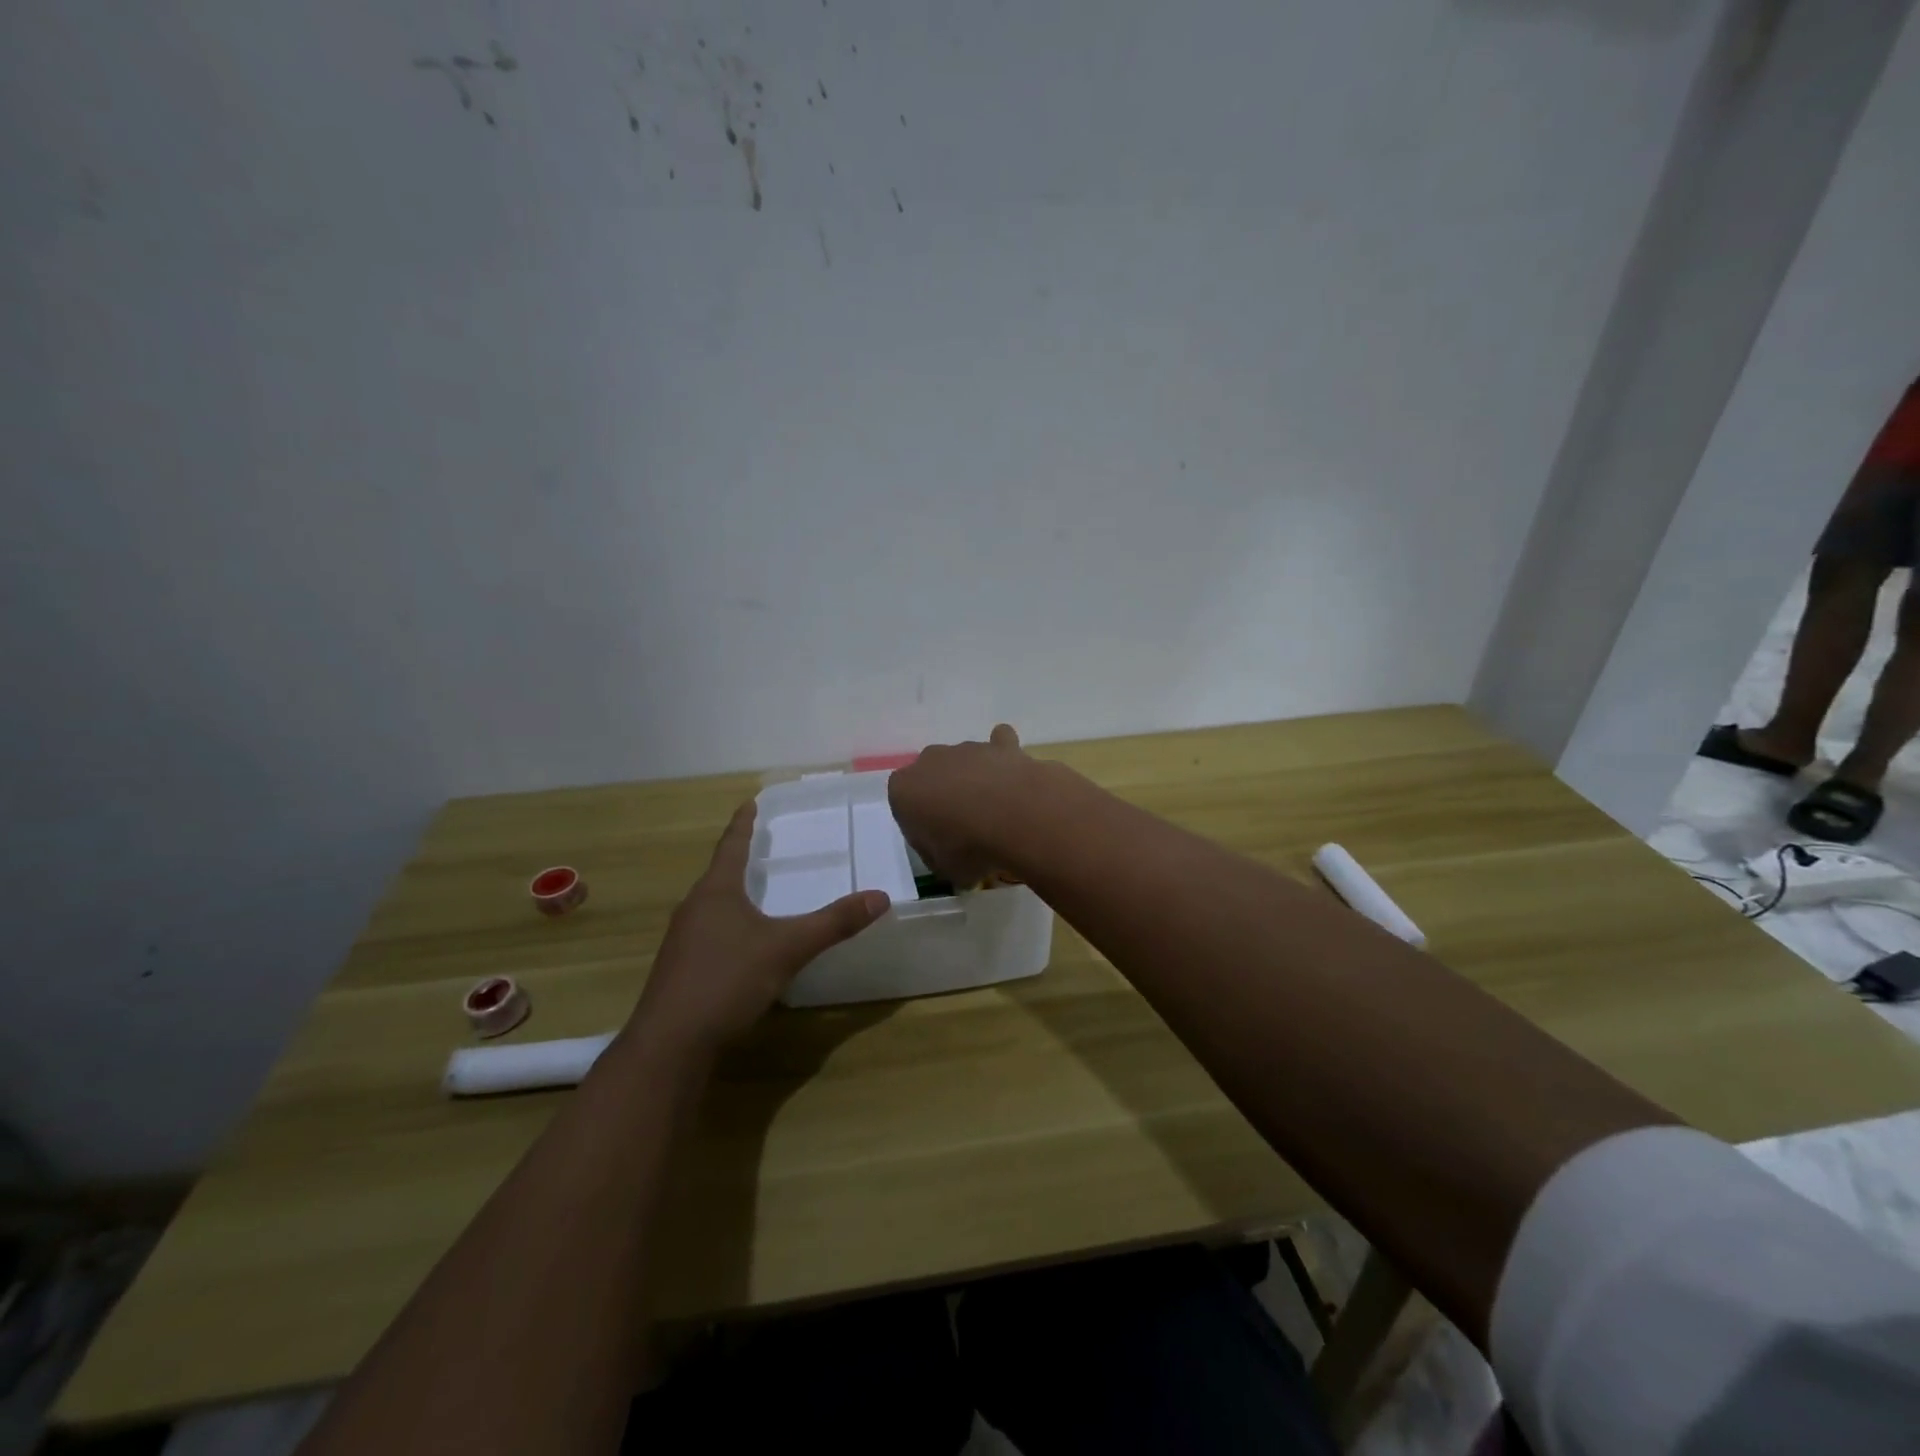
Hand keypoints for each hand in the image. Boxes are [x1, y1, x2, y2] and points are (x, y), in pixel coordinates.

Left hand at [631, 803, 888, 1054]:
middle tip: (763, 845)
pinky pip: (709, 933)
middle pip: (719, 874)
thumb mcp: (787, 949)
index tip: (751, 801)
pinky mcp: (680, 969)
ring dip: (734, 894)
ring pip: (712, 906)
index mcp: (716, 891)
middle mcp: (694, 908)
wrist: (670, 1044)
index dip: (743, 823)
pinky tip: (743, 945)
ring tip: (756, 891)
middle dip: (740, 859)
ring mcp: (682, 940)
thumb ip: (833, 923)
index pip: (732, 845)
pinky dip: (729, 926)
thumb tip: (880, 897)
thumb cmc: (726, 981)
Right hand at [888, 724, 1033, 886]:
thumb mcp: (943, 869)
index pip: (903, 803)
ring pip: (964, 762)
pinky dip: (1003, 755)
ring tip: (996, 812)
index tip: (937, 841)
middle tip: (965, 826)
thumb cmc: (968, 847)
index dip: (919, 823)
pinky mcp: (1000, 745)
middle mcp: (929, 761)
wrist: (1015, 817)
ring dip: (974, 780)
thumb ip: (938, 855)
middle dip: (944, 795)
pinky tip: (1012, 775)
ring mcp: (966, 749)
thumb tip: (949, 853)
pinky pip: (999, 743)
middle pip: (932, 777)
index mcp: (904, 789)